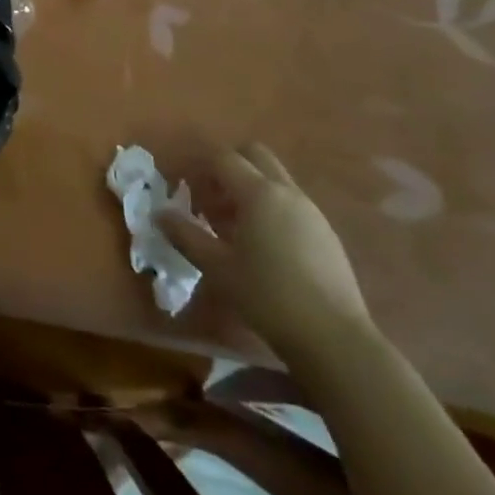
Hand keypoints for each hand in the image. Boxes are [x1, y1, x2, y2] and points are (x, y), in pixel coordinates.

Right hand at [167, 143, 371, 361]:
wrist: (335, 338)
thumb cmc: (268, 297)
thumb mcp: (218, 268)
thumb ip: (186, 236)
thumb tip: (159, 215)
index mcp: (258, 193)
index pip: (223, 158)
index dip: (200, 167)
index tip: (186, 189)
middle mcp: (287, 192)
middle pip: (255, 155)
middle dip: (229, 167)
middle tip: (212, 199)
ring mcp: (311, 211)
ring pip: (275, 179)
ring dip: (251, 189)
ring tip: (234, 228)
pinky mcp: (327, 233)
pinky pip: (292, 203)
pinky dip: (272, 209)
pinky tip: (265, 247)